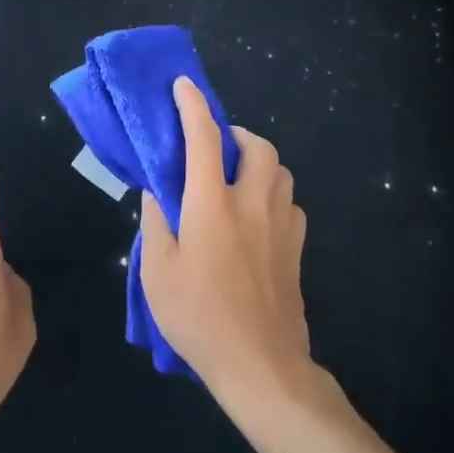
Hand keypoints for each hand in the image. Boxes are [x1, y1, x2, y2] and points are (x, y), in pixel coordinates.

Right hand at [139, 78, 312, 408]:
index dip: (192, 105)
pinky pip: (290, 205)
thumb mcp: (157, 272)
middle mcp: (252, 203)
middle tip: (216, 149)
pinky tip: (257, 219)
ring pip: (280, 172)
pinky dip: (273, 197)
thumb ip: (155, 224)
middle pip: (258, 147)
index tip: (183, 85)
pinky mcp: (298, 251)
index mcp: (212, 203)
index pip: (204, 137)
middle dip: (237, 134)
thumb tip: (157, 194)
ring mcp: (282, 226)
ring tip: (236, 180)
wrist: (261, 367)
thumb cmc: (199, 317)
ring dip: (259, 163)